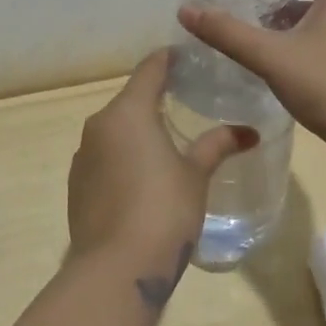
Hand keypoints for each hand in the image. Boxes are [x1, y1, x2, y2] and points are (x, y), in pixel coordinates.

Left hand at [68, 49, 256, 264]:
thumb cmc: (163, 210)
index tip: (189, 57)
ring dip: (138, 130)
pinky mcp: (77, 185)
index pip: (150, 69)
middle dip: (156, 97)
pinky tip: (144, 177)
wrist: (115, 268)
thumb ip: (218, 145)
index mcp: (127, 112)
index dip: (169, 59)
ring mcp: (83, 156)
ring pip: (115, 130)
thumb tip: (249, 132)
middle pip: (130, 99)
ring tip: (168, 140)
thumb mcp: (196, 175)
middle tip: (188, 100)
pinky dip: (124, 156)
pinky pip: (104, 157)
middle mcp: (98, 126)